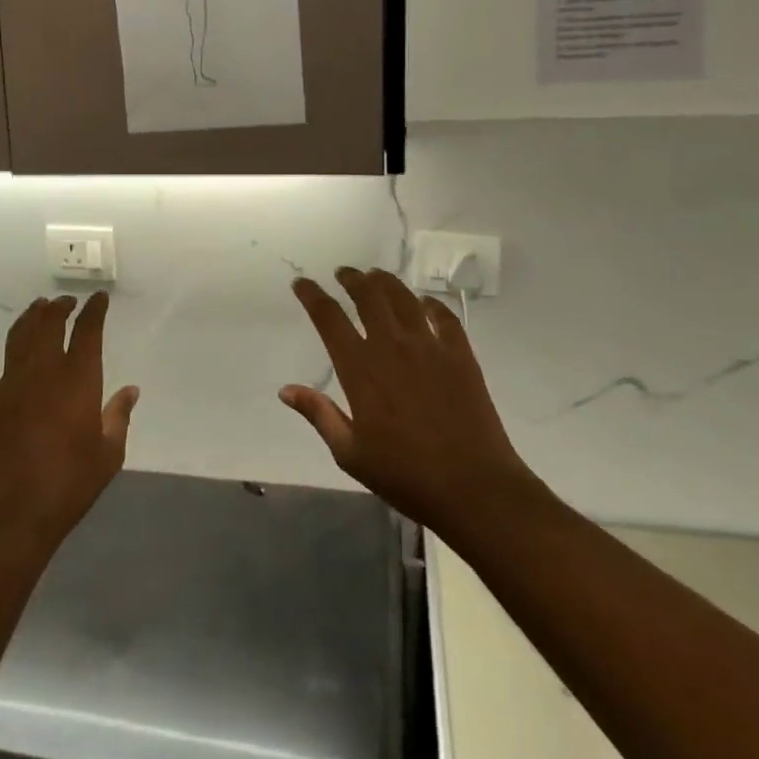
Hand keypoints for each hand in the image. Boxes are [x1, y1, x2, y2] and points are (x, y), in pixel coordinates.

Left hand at [0, 294, 138, 555]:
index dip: (94, 310)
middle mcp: (43, 370)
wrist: (13, 513)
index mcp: (78, 380)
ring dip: (29, 317)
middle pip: (49, 323)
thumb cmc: (69, 484)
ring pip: (18, 335)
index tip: (98, 299)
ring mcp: (8, 382)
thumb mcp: (109, 454)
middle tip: (65, 302)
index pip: (88, 331)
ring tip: (37, 308)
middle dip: (59, 307)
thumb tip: (131, 390)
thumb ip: (119, 416)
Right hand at [281, 268, 531, 540]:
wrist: (472, 486)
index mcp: (360, 369)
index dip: (313, 296)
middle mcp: (392, 347)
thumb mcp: (349, 452)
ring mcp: (429, 347)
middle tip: (344, 273)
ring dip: (386, 282)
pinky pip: (444, 317)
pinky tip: (425, 303)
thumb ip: (319, 414)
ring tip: (376, 276)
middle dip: (352, 279)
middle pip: (368, 296)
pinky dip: (431, 304)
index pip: (329, 319)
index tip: (302, 284)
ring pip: (403, 298)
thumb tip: (286, 389)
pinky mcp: (460, 355)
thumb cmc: (404, 475)